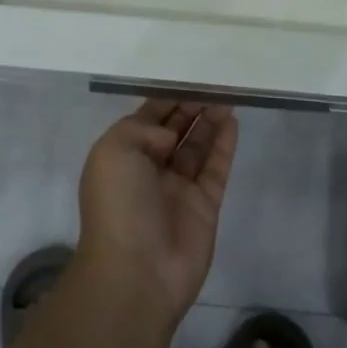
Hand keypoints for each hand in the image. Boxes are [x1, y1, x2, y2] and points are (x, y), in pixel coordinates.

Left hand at [75, 99, 237, 331]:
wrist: (136, 273)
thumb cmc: (118, 204)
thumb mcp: (113, 150)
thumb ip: (142, 128)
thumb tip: (171, 136)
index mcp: (123, 156)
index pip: (147, 119)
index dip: (166, 98)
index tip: (186, 75)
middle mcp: (150, 169)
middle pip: (175, 130)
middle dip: (191, 106)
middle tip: (213, 81)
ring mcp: (178, 189)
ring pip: (197, 146)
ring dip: (209, 120)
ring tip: (227, 94)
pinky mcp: (205, 206)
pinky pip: (215, 168)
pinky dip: (224, 145)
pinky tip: (232, 121)